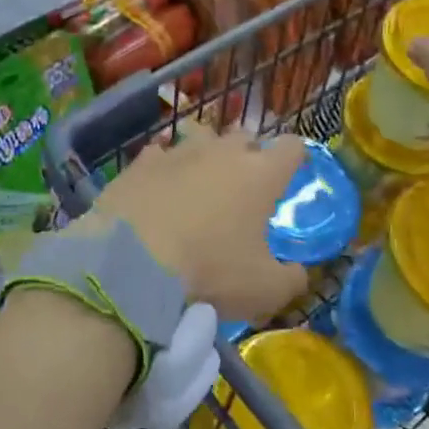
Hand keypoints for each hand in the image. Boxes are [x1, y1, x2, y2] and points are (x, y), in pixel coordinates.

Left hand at [90, 130, 309, 324]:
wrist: (131, 266)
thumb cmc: (209, 273)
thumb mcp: (264, 291)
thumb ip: (291, 279)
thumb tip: (297, 273)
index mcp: (260, 175)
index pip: (291, 147)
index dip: (294, 158)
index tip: (290, 175)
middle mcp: (221, 152)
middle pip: (244, 137)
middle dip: (248, 155)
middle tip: (243, 187)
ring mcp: (177, 152)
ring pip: (201, 139)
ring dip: (206, 156)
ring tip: (200, 183)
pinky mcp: (140, 163)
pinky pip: (160, 155)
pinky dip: (164, 168)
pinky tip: (158, 189)